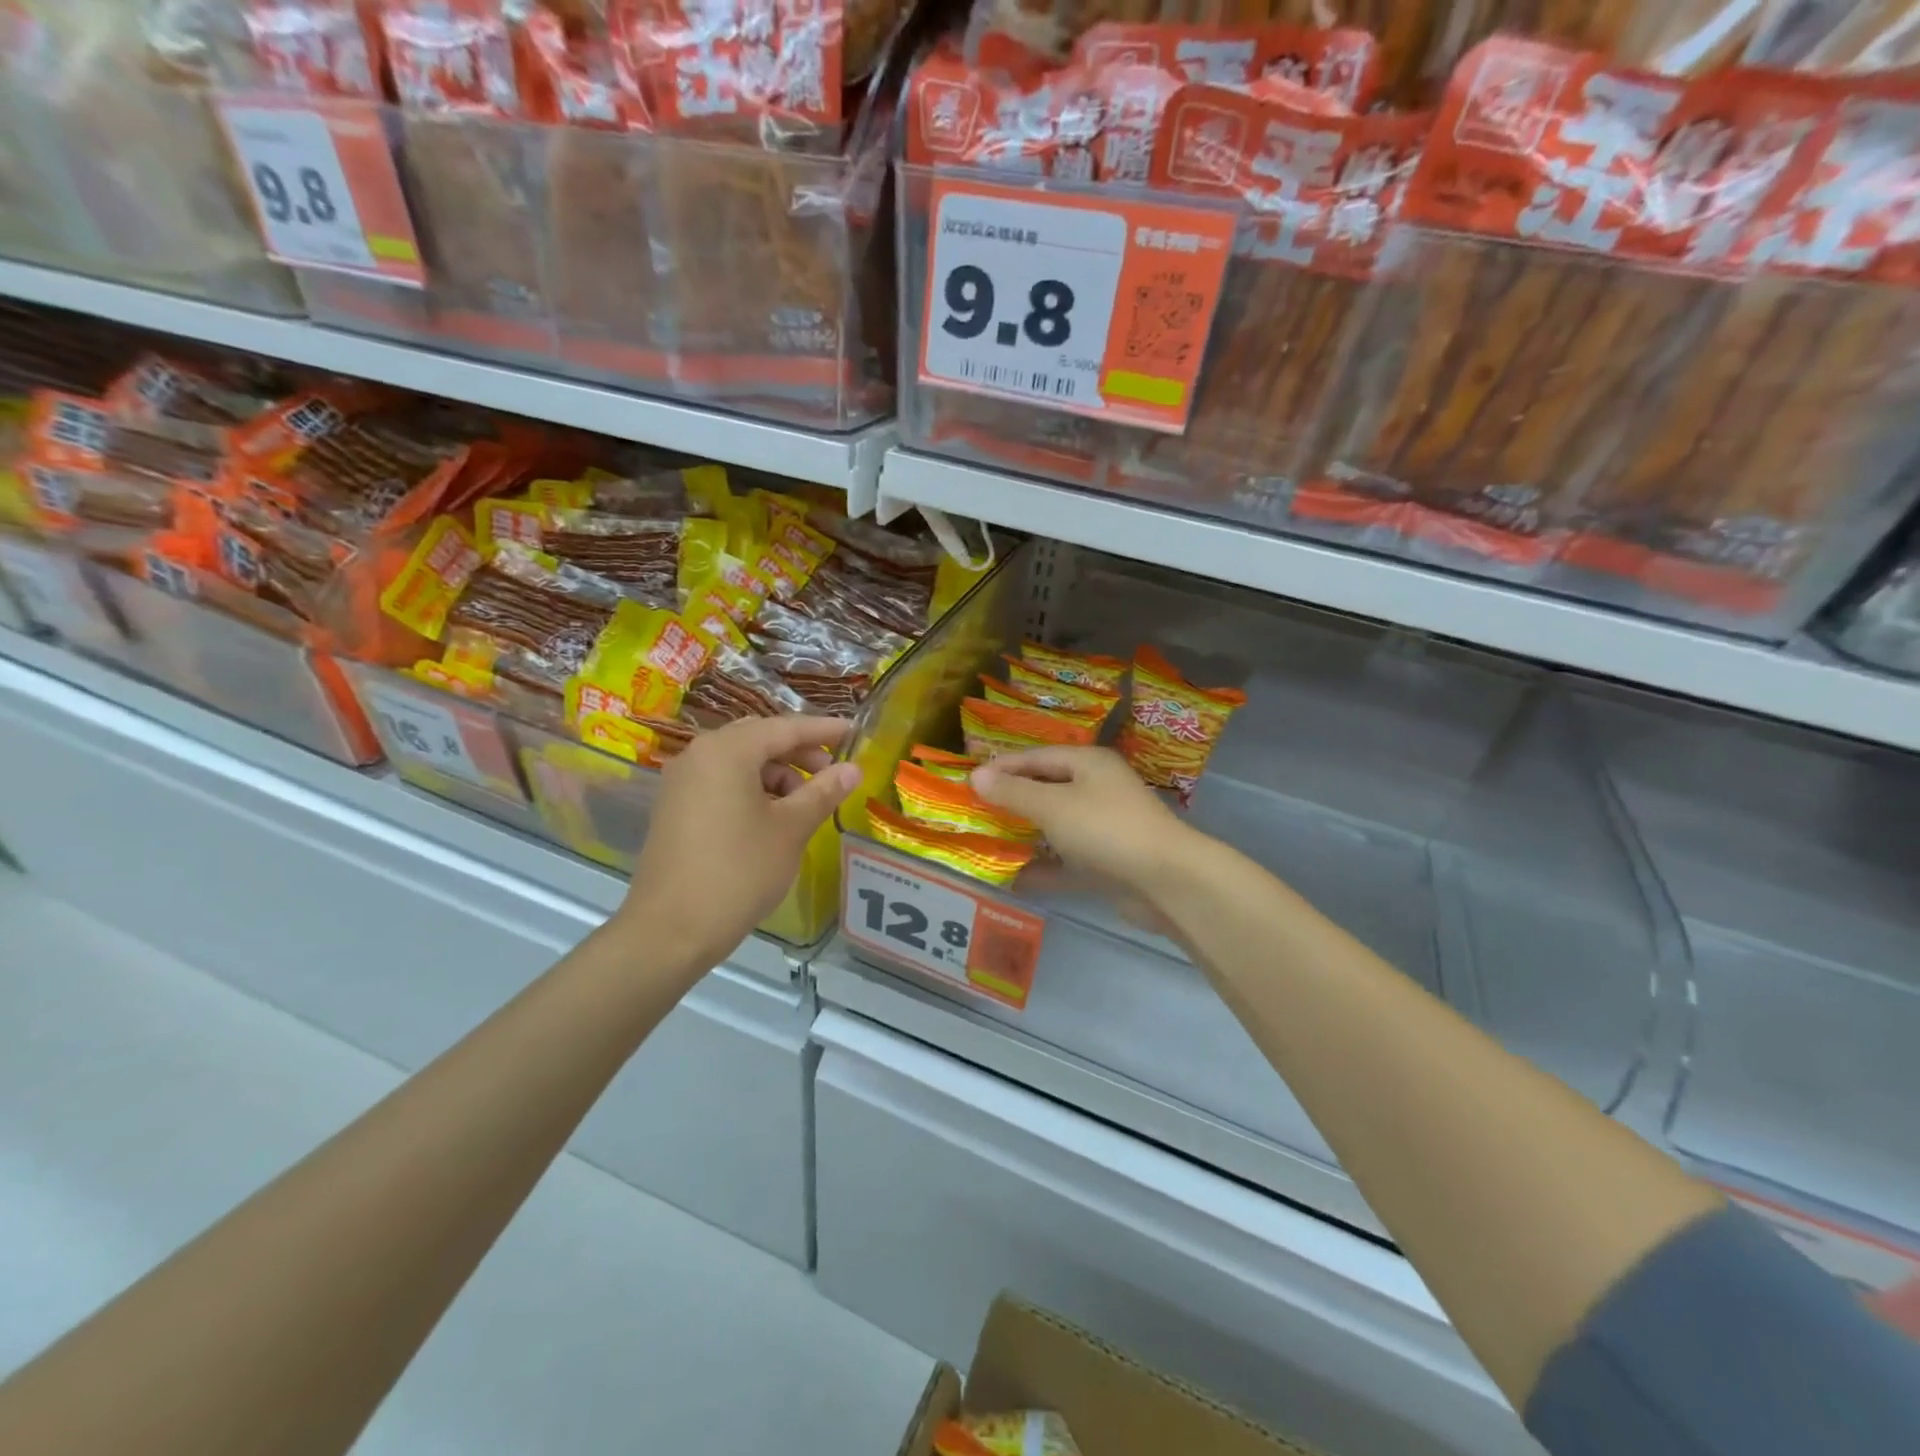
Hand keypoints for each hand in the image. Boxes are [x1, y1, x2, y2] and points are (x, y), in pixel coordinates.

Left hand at [619, 716, 860, 976]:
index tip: (854, 732)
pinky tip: (773, 817)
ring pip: (740, 762)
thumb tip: (853, 769)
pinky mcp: (675, 808)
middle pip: (759, 739)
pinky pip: (722, 782)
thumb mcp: (791, 829)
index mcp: (727, 751)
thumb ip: (823, 792)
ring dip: (777, 773)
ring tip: (805, 803)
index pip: (785, 728)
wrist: (671, 930)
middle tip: (832, 771)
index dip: (823, 730)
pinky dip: (752, 788)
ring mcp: (682, 782)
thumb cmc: (739, 871)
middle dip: (799, 752)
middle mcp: (699, 755)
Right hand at [971, 747, 1192, 895]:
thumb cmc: (1105, 829)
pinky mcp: (1108, 863)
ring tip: (988, 842)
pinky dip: (1044, 868)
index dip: (1002, 766)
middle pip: (1047, 790)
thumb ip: (1013, 791)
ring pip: (1057, 827)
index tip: (968, 780)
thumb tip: (976, 774)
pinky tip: (1014, 878)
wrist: (1166, 881)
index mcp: (1088, 764)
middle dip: (1012, 801)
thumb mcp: (1052, 805)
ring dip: (1026, 835)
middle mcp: (1098, 790)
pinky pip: (1068, 861)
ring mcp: (1105, 828)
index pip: (1037, 757)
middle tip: (974, 810)